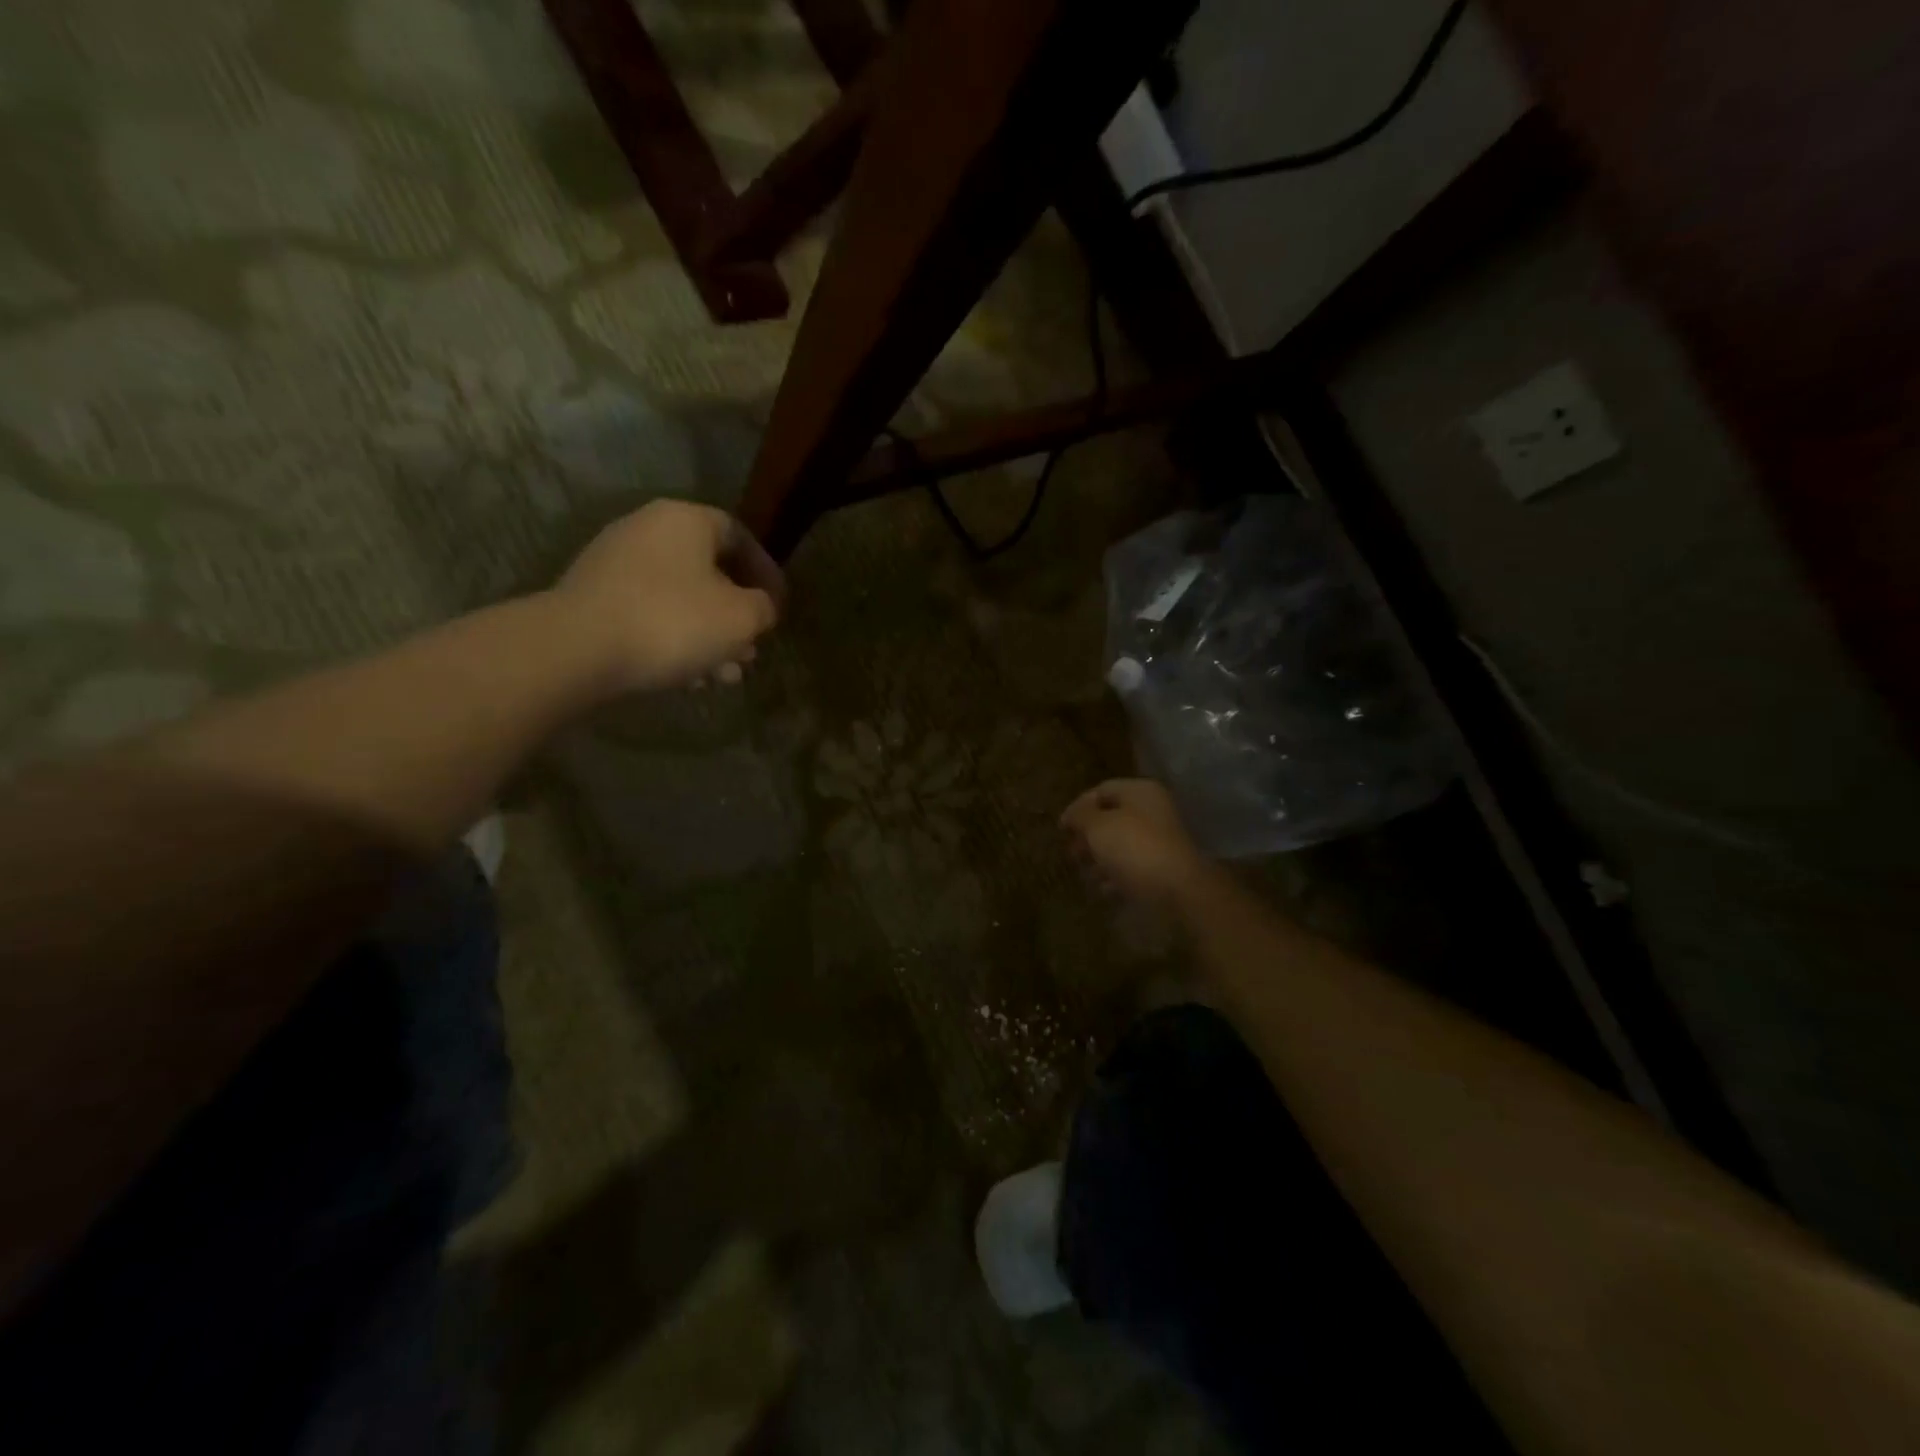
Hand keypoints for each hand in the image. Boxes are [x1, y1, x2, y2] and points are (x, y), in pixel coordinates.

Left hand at [555, 500, 785, 692]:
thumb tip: (761, 607)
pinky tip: (688, 678)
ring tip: (725, 675)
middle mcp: (648, 529)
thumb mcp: (741, 618)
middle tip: (752, 649)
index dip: (766, 573)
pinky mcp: (593, 596)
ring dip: (708, 636)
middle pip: (708, 571)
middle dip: (735, 615)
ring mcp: (615, 562)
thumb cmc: (673, 622)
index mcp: (687, 520)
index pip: (740, 536)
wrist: (578, 648)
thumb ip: (764, 607)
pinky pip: (649, 613)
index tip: (778, 607)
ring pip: (680, 598)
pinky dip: (674, 640)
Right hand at [1061, 778, 1212, 908]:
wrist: (1178, 889)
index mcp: (1140, 792)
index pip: (1102, 790)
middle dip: (1088, 836)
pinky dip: (1117, 875)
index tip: (1061, 829)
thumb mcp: (1097, 826)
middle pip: (1111, 818)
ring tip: (1087, 874)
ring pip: (1121, 844)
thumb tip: (1073, 815)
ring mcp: (1160, 839)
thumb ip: (1080, 816)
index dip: (1077, 807)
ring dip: (1100, 858)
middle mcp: (1153, 810)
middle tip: (1073, 854)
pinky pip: (1134, 866)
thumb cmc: (1133, 848)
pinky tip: (1106, 888)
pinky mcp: (1163, 866)